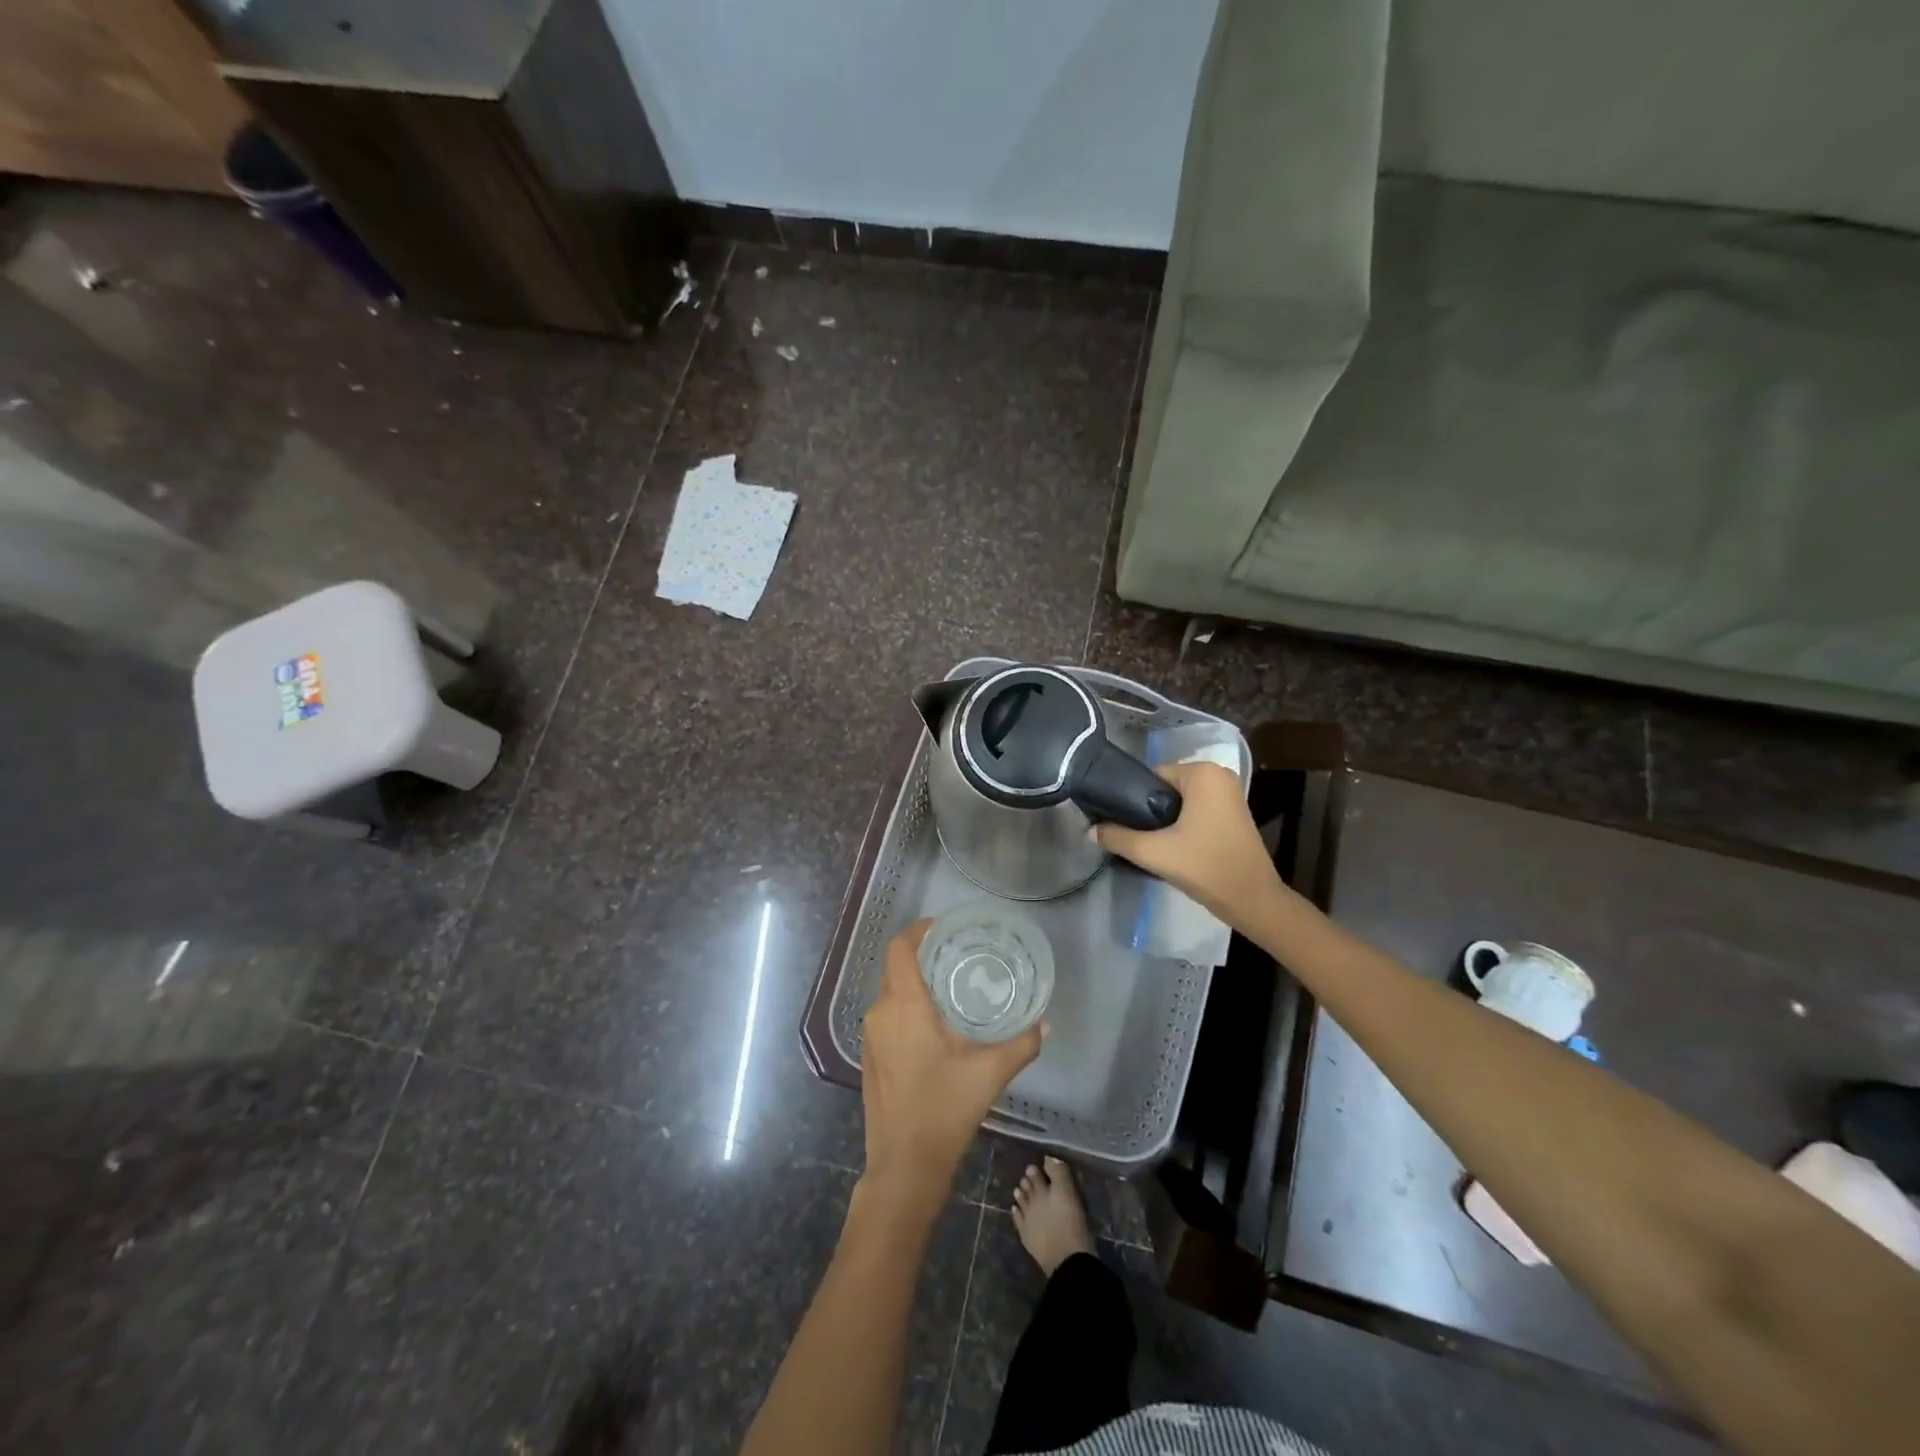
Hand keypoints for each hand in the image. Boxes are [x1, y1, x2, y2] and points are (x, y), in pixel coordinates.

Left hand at [861, 921, 1043, 1202]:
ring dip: (915, 984)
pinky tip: (934, 1026)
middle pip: (896, 968)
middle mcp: (881, 1013)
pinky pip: (887, 1016)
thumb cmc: (944, 1111)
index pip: (900, 949)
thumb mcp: (989, 1074)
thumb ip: (1021, 1044)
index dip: (918, 931)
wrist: (903, 1167)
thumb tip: (1044, 1024)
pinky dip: (907, 1008)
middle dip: (923, 956)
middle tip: (957, 956)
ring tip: (950, 988)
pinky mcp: (870, 1057)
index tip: (945, 928)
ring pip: (891, 993)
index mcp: (904, 1006)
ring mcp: (870, 1037)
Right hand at [1094, 760, 1279, 923]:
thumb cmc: (1206, 867)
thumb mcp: (1154, 852)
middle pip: (1165, 788)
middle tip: (1138, 838)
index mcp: (1203, 772)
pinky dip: (1182, 824)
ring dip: (1165, 819)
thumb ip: (1118, 837)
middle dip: (1150, 811)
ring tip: (1152, 844)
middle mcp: (1219, 774)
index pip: (1152, 777)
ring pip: (1180, 801)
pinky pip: (1196, 809)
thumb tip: (1090, 831)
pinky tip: (1173, 846)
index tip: (1124, 825)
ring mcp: (1230, 793)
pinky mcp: (1233, 812)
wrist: (1252, 900)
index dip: (1134, 800)